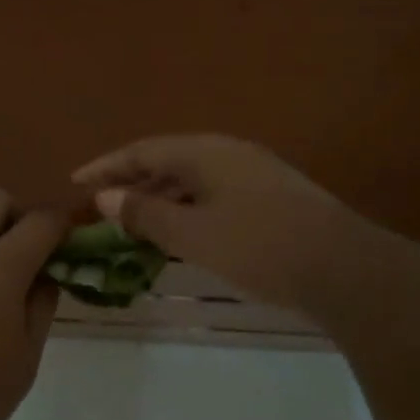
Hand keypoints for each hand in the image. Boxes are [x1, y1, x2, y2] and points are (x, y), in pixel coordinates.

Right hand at [73, 134, 414, 312]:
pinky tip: (181, 234)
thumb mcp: (192, 234)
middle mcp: (229, 153)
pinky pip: (213, 194)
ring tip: (134, 224)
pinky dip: (187, 209)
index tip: (75, 181)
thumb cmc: (259, 247)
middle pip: (168, 161)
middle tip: (102, 207)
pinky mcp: (272, 197)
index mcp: (206, 152)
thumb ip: (145, 214)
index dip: (106, 166)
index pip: (143, 150)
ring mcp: (255, 173)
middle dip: (133, 182)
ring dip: (160, 198)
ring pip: (193, 179)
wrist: (344, 268)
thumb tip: (104, 197)